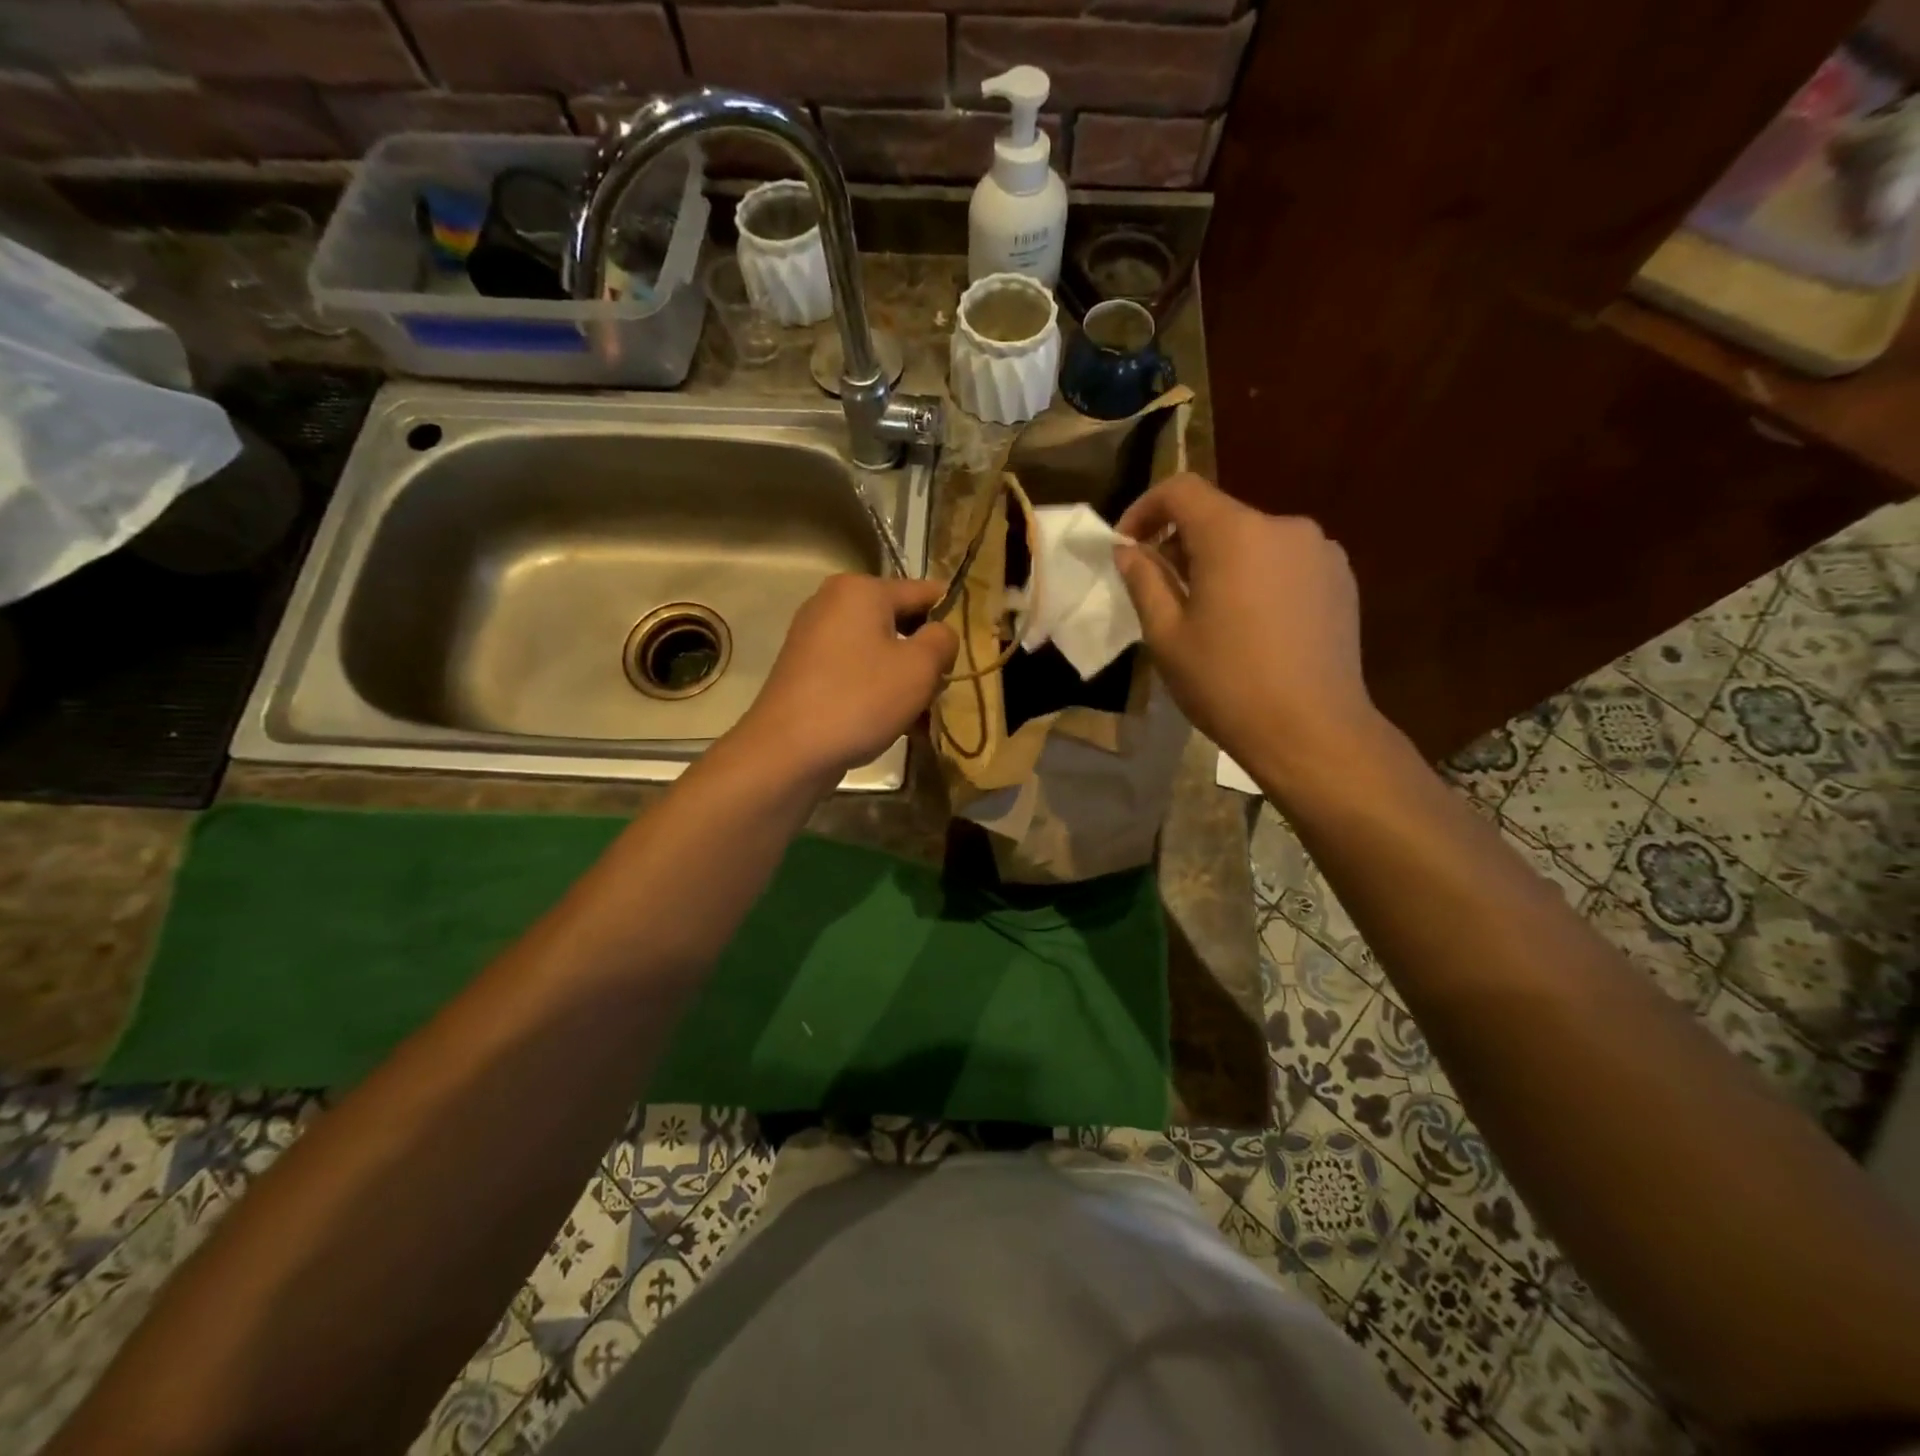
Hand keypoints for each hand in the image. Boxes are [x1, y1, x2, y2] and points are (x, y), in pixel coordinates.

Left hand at [734, 574, 957, 782]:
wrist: (787, 750)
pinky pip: (856, 671)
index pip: (925, 592)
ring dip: (904, 679)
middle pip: (899, 622)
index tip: (972, 650)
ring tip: (923, 715)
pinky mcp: (806, 670)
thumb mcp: (919, 668)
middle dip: (926, 655)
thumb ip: (942, 640)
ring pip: (879, 651)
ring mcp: (815, 637)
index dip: (953, 619)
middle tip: (944, 690)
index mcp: (861, 589)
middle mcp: (833, 603)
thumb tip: (940, 633)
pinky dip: (878, 691)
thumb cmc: (860, 699)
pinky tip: (897, 725)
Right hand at [1114, 474, 1378, 775]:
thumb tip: (1128, 550)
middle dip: (1182, 543)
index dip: (1145, 508)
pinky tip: (1252, 625)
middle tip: (1162, 591)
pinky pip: (1285, 562)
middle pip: (1219, 516)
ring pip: (1253, 540)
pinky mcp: (1341, 579)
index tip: (1127, 546)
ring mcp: (1320, 551)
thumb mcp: (1167, 635)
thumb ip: (1144, 581)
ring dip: (1222, 562)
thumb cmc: (1227, 683)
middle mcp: (1283, 526)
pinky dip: (1257, 577)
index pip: (1181, 489)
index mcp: (1235, 533)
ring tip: (1210, 614)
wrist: (1312, 730)